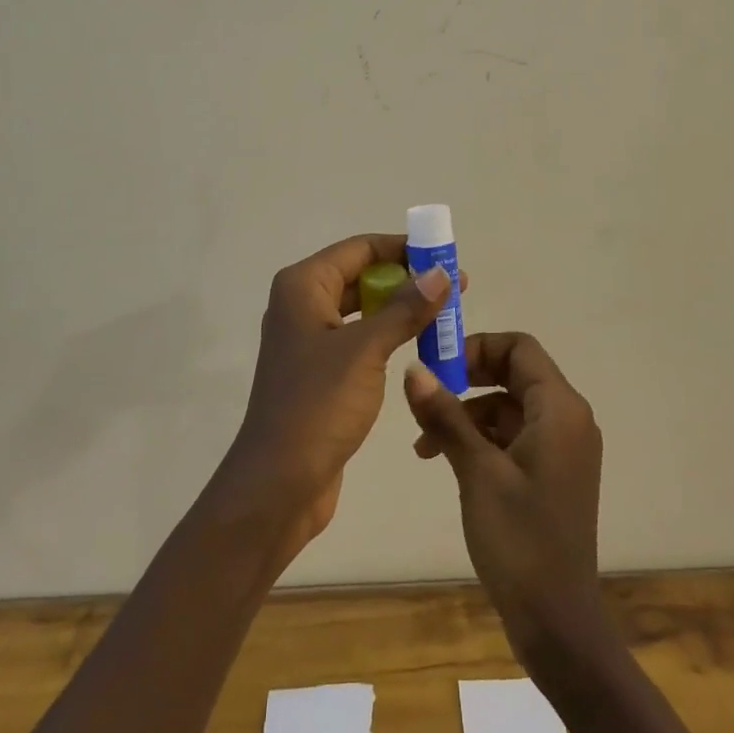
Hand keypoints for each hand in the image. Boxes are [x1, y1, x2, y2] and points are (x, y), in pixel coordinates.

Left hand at [223, 234, 453, 568]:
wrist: (278, 484)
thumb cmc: (318, 405)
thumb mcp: (366, 350)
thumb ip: (405, 308)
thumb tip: (441, 272)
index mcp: (303, 286)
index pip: (360, 248)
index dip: (403, 247)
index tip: (445, 256)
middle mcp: (302, 304)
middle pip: (362, 275)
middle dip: (407, 279)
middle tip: (455, 287)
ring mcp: (310, 340)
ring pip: (363, 309)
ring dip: (401, 309)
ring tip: (446, 315)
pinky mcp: (320, 372)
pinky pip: (360, 339)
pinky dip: (389, 336)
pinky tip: (420, 346)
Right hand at [403, 332, 603, 659]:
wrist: (558, 624)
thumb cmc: (520, 540)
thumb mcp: (477, 471)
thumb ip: (446, 415)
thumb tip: (414, 368)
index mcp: (561, 409)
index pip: (520, 348)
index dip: (477, 346)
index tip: (436, 364)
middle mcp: (568, 419)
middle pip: (514, 373)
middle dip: (467, 380)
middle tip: (425, 395)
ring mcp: (562, 448)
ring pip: (509, 406)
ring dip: (468, 413)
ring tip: (424, 442)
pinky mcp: (551, 473)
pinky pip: (515, 435)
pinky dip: (481, 438)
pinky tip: (446, 459)